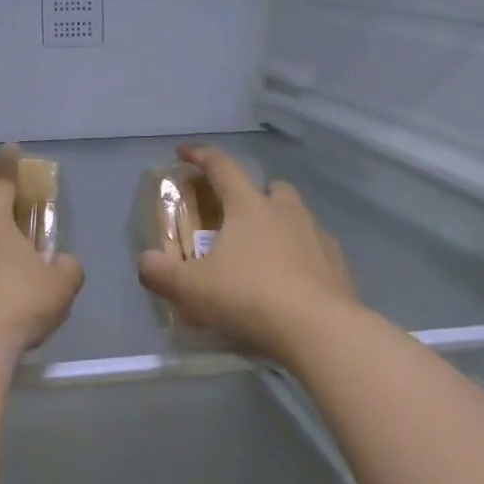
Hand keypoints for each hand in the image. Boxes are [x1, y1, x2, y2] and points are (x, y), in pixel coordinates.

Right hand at [136, 144, 357, 363]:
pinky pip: (316, 250)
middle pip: (271, 188)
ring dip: (279, 226)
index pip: (222, 167)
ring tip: (262, 255)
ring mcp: (318, 237)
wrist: (318, 330)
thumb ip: (159, 272)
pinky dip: (301, 257)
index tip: (184, 152)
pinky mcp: (338, 266)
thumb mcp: (189, 289)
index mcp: (249, 207)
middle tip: (235, 218)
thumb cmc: (248, 297)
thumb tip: (146, 261)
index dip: (201, 156)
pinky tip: (290, 282)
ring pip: (297, 217)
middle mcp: (286, 212)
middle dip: (252, 195)